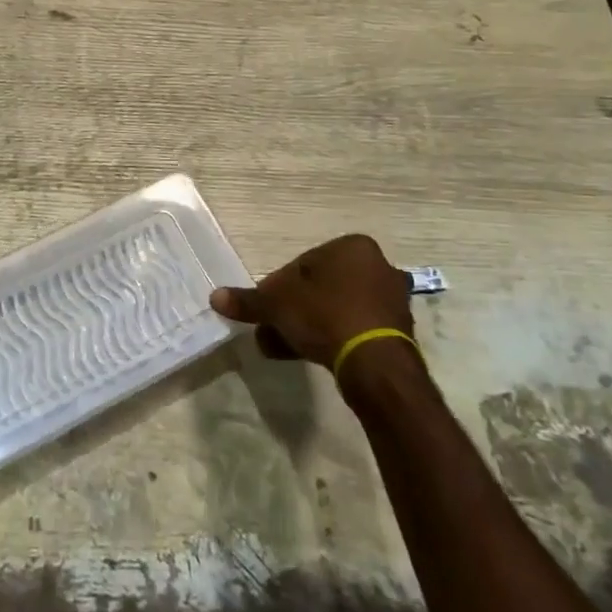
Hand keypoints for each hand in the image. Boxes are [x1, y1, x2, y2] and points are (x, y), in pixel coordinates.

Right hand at [211, 234, 413, 369]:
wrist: (375, 364)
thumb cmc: (325, 316)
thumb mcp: (277, 305)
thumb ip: (248, 300)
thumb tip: (215, 297)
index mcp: (352, 247)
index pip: (302, 263)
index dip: (277, 287)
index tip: (265, 309)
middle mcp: (377, 266)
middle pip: (319, 287)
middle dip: (292, 310)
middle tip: (270, 330)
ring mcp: (390, 300)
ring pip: (334, 309)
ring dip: (307, 326)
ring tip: (281, 348)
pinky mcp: (396, 331)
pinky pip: (353, 328)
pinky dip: (331, 338)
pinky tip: (308, 355)